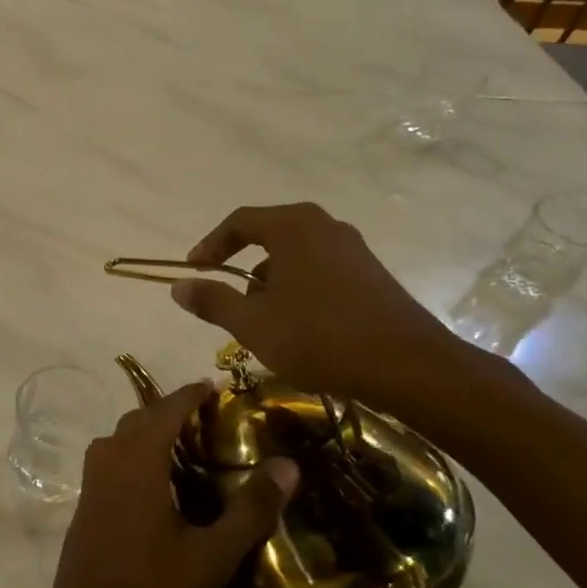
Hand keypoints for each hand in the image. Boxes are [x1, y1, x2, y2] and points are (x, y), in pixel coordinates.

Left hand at [38, 383, 296, 587]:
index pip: (165, 411)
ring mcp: (91, 483)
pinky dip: (134, 452)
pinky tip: (155, 480)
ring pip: (120, 438)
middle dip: (170, 409)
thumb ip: (250, 509)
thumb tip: (287, 465)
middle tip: (206, 415)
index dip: (189, 394)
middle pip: (139, 419)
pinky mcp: (86, 505)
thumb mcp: (212, 556)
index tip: (214, 385)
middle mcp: (109, 461)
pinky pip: (111, 459)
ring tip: (183, 443)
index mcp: (137, 462)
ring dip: (148, 430)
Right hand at [168, 202, 470, 416]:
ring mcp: (354, 249)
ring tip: (262, 321)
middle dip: (242, 267)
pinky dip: (299, 290)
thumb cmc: (319, 336)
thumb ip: (212, 301)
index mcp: (294, 226)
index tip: (193, 270)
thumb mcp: (252, 323)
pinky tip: (299, 327)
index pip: (239, 221)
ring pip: (296, 257)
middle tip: (227, 299)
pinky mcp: (372, 275)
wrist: (408, 366)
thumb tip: (178, 285)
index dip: (210, 245)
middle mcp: (325, 226)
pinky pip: (321, 271)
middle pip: (269, 236)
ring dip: (271, 283)